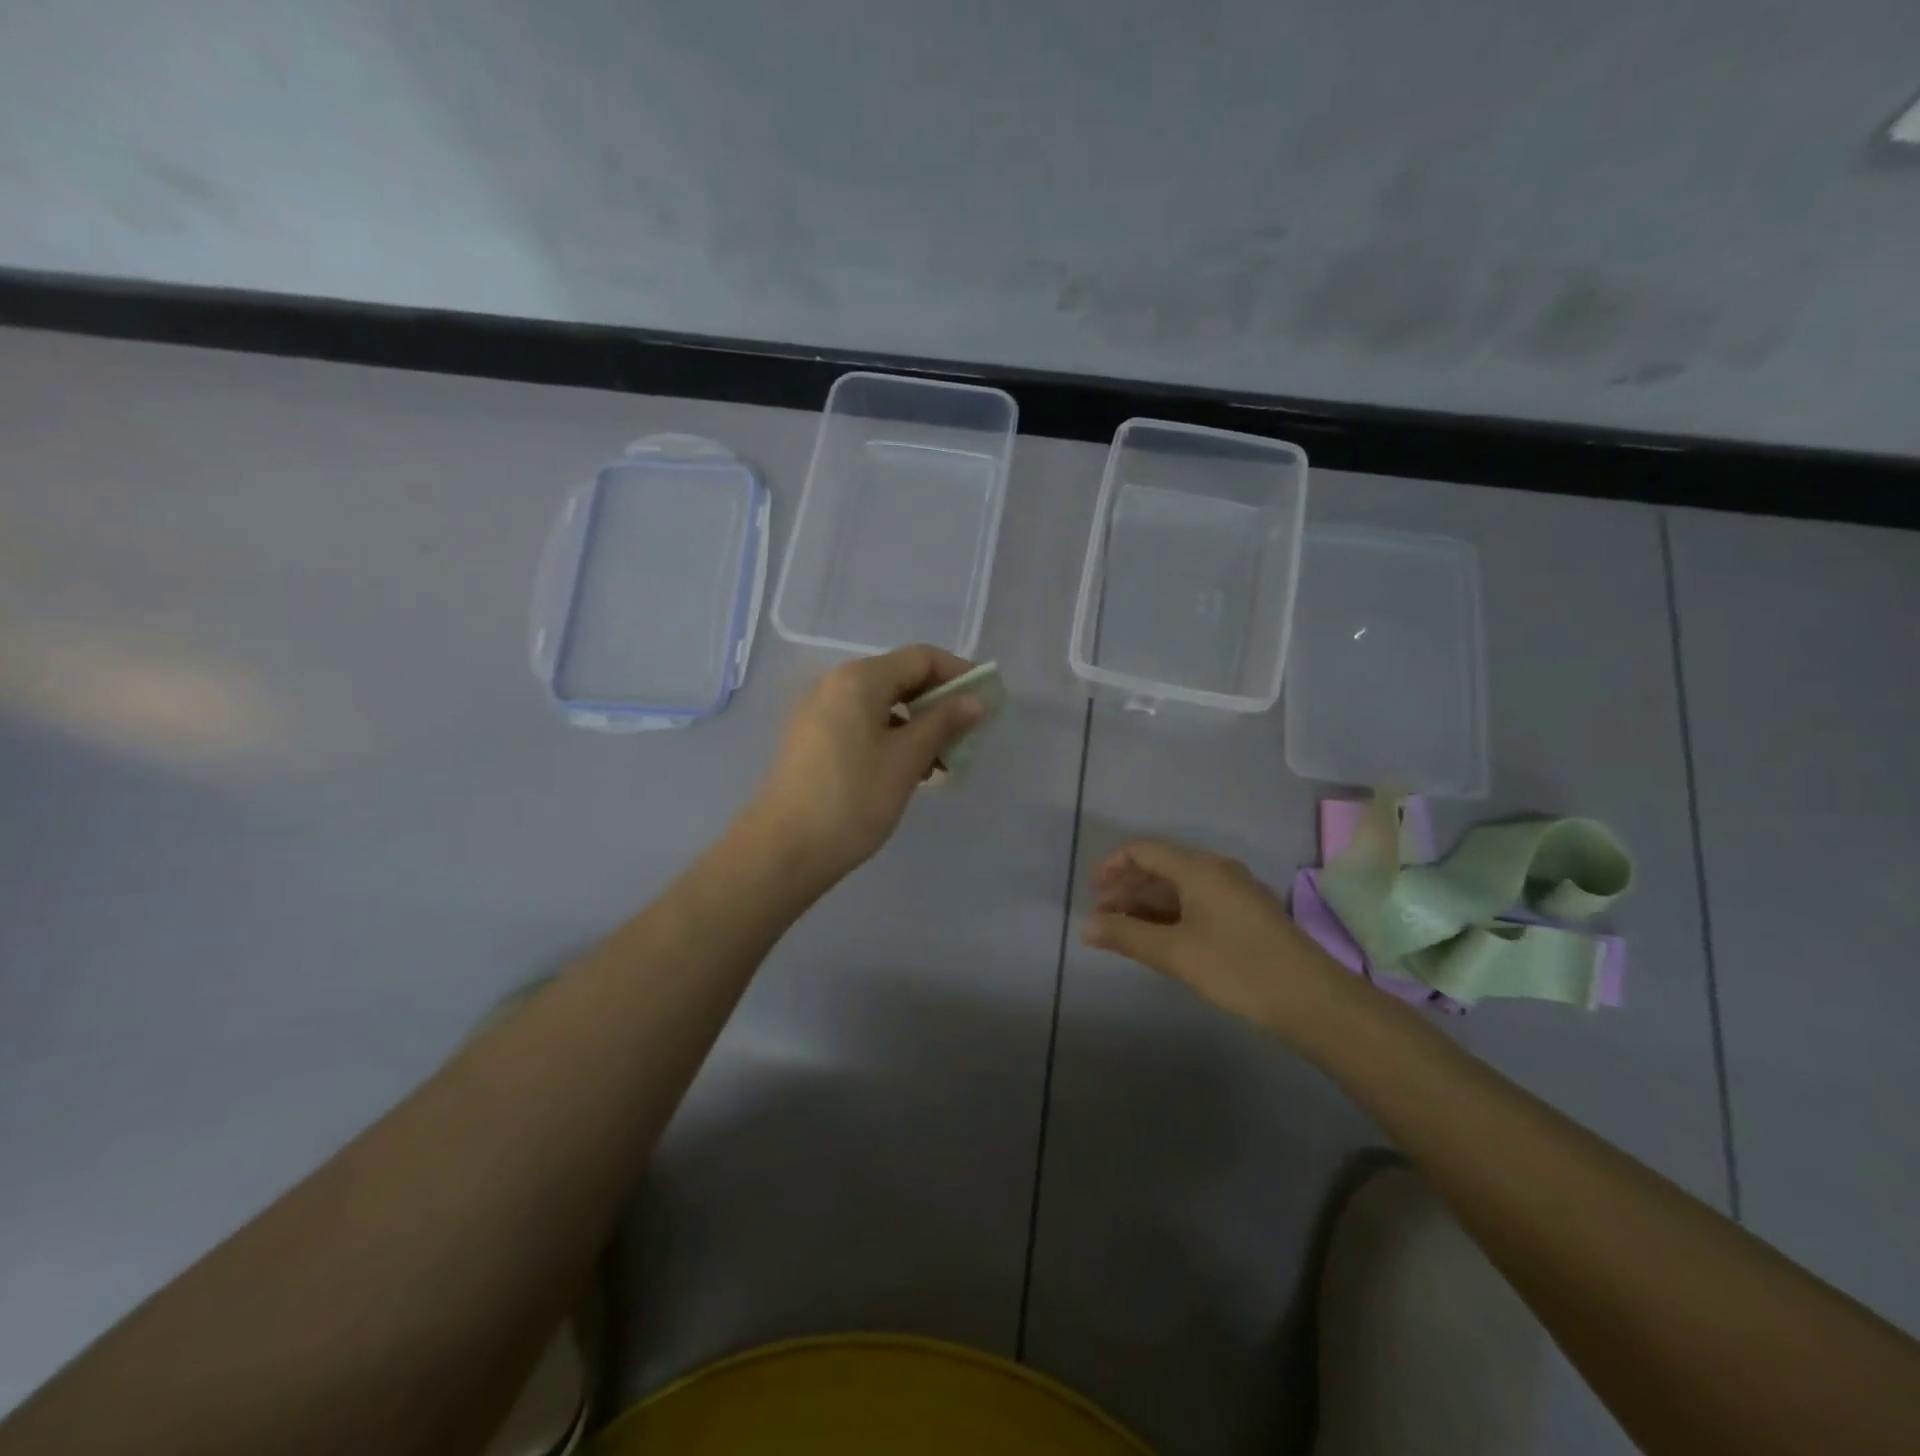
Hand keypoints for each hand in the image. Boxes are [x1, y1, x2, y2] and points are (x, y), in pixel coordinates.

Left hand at [748, 645, 985, 880]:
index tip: (987, 702)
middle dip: (938, 702)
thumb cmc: (852, 799)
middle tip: (968, 735)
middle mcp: (835, 684)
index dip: (959, 674)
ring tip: (941, 762)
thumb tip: (975, 701)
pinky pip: (861, 723)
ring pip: (881, 704)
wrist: (783, 850)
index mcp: (858, 679)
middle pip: (899, 677)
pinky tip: (908, 770)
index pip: (920, 658)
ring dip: (916, 724)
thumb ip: (943, 723)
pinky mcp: (812, 739)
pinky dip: (891, 737)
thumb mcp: (906, 760)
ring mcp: (819, 712)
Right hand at [1081, 839, 1345, 1034]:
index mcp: (1198, 868)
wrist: (1312, 999)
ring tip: (1127, 931)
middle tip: (1104, 917)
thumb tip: (1086, 927)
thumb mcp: (1175, 953)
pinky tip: (1162, 938)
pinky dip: (1172, 913)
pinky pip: (1198, 901)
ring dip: (1149, 903)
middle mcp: (1217, 870)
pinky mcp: (1247, 914)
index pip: (1143, 850)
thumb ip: (1126, 936)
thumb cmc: (1238, 968)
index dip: (1112, 866)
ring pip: (1180, 886)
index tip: (1092, 892)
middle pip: (1161, 866)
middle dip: (1128, 887)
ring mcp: (1235, 891)